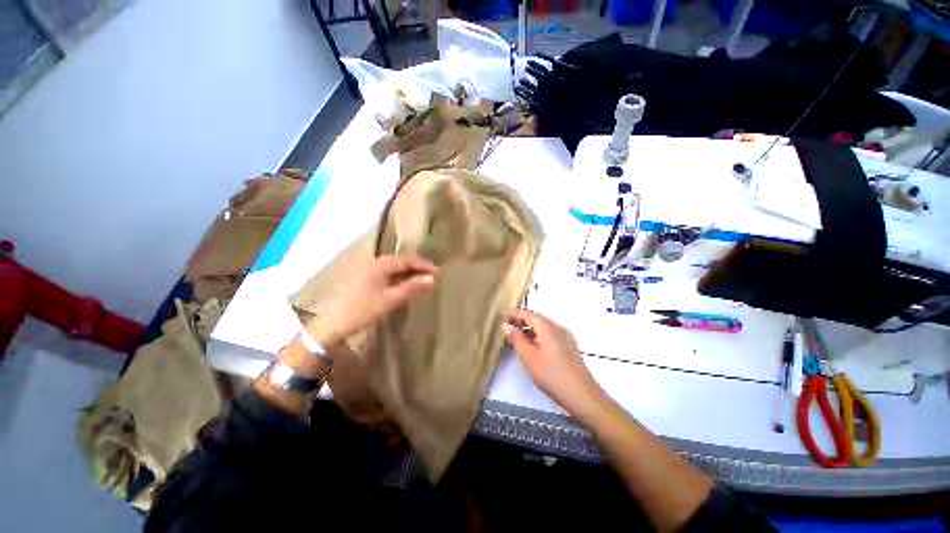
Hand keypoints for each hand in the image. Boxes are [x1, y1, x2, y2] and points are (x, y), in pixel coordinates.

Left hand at [313, 254, 437, 344]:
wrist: (330, 325)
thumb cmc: (362, 310)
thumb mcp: (390, 299)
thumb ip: (412, 287)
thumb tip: (432, 279)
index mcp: (380, 264)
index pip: (407, 259)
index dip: (424, 265)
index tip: (438, 273)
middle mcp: (373, 262)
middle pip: (400, 261)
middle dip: (417, 268)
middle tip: (431, 278)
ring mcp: (366, 270)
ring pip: (392, 268)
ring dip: (407, 274)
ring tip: (420, 282)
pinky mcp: (362, 278)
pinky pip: (385, 273)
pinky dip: (397, 278)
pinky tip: (402, 286)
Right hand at [502, 309, 606, 418]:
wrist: (582, 394)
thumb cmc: (551, 374)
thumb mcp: (529, 357)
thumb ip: (516, 339)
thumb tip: (506, 325)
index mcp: (547, 327)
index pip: (528, 313)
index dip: (515, 313)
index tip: (503, 315)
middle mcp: (557, 328)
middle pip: (536, 319)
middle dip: (521, 321)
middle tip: (508, 327)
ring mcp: (565, 337)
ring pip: (543, 328)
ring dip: (529, 329)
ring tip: (517, 338)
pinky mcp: (569, 347)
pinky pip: (550, 335)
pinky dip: (538, 336)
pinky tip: (533, 347)